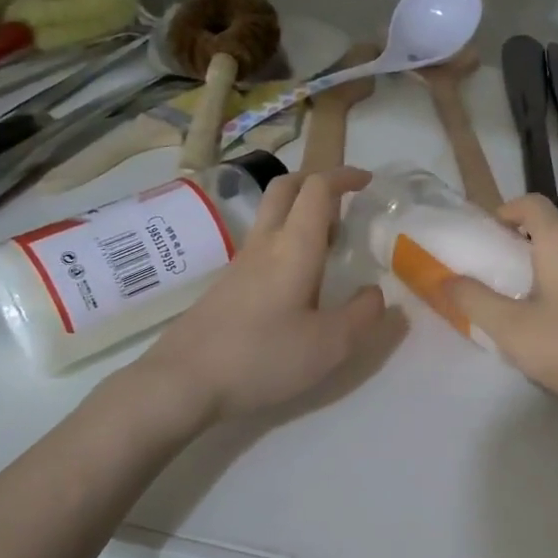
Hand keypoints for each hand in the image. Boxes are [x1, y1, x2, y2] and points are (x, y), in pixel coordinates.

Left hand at [140, 168, 385, 421]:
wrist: (182, 381)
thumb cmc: (262, 357)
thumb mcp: (329, 345)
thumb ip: (363, 315)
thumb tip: (375, 292)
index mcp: (294, 246)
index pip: (318, 189)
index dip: (344, 176)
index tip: (368, 182)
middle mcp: (264, 244)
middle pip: (285, 188)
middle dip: (317, 181)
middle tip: (345, 200)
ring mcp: (239, 264)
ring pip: (271, 216)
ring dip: (301, 214)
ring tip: (330, 245)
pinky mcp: (226, 286)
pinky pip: (262, 245)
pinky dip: (286, 242)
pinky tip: (298, 282)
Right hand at [445, 194, 557, 416]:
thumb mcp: (510, 329)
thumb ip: (474, 300)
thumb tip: (446, 279)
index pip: (530, 203)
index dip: (505, 211)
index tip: (489, 238)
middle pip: (554, 226)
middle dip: (526, 242)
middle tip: (503, 275)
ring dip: (552, 263)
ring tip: (533, 299)